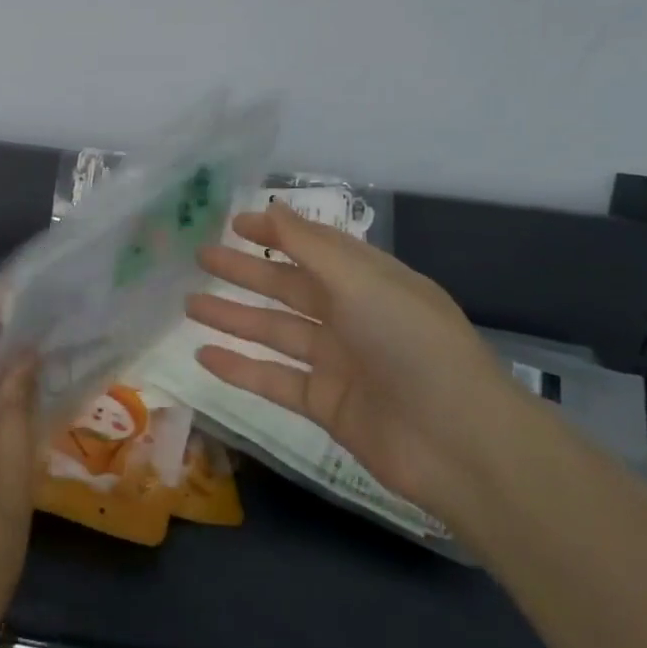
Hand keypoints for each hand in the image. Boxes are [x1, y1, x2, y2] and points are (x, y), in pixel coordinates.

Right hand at [187, 202, 523, 522]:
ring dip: (233, 317)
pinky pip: (274, 379)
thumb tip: (272, 205)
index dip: (276, 232)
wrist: (458, 442)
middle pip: (288, 287)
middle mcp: (352, 316)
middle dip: (245, 272)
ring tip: (188, 304)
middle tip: (199, 258)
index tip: (233, 223)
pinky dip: (240, 368)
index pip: (315, 246)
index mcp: (369, 280)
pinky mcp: (326, 404)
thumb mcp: (361, 281)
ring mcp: (338, 362)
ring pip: (275, 332)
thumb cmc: (411, 343)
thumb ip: (310, 245)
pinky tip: (204, 355)